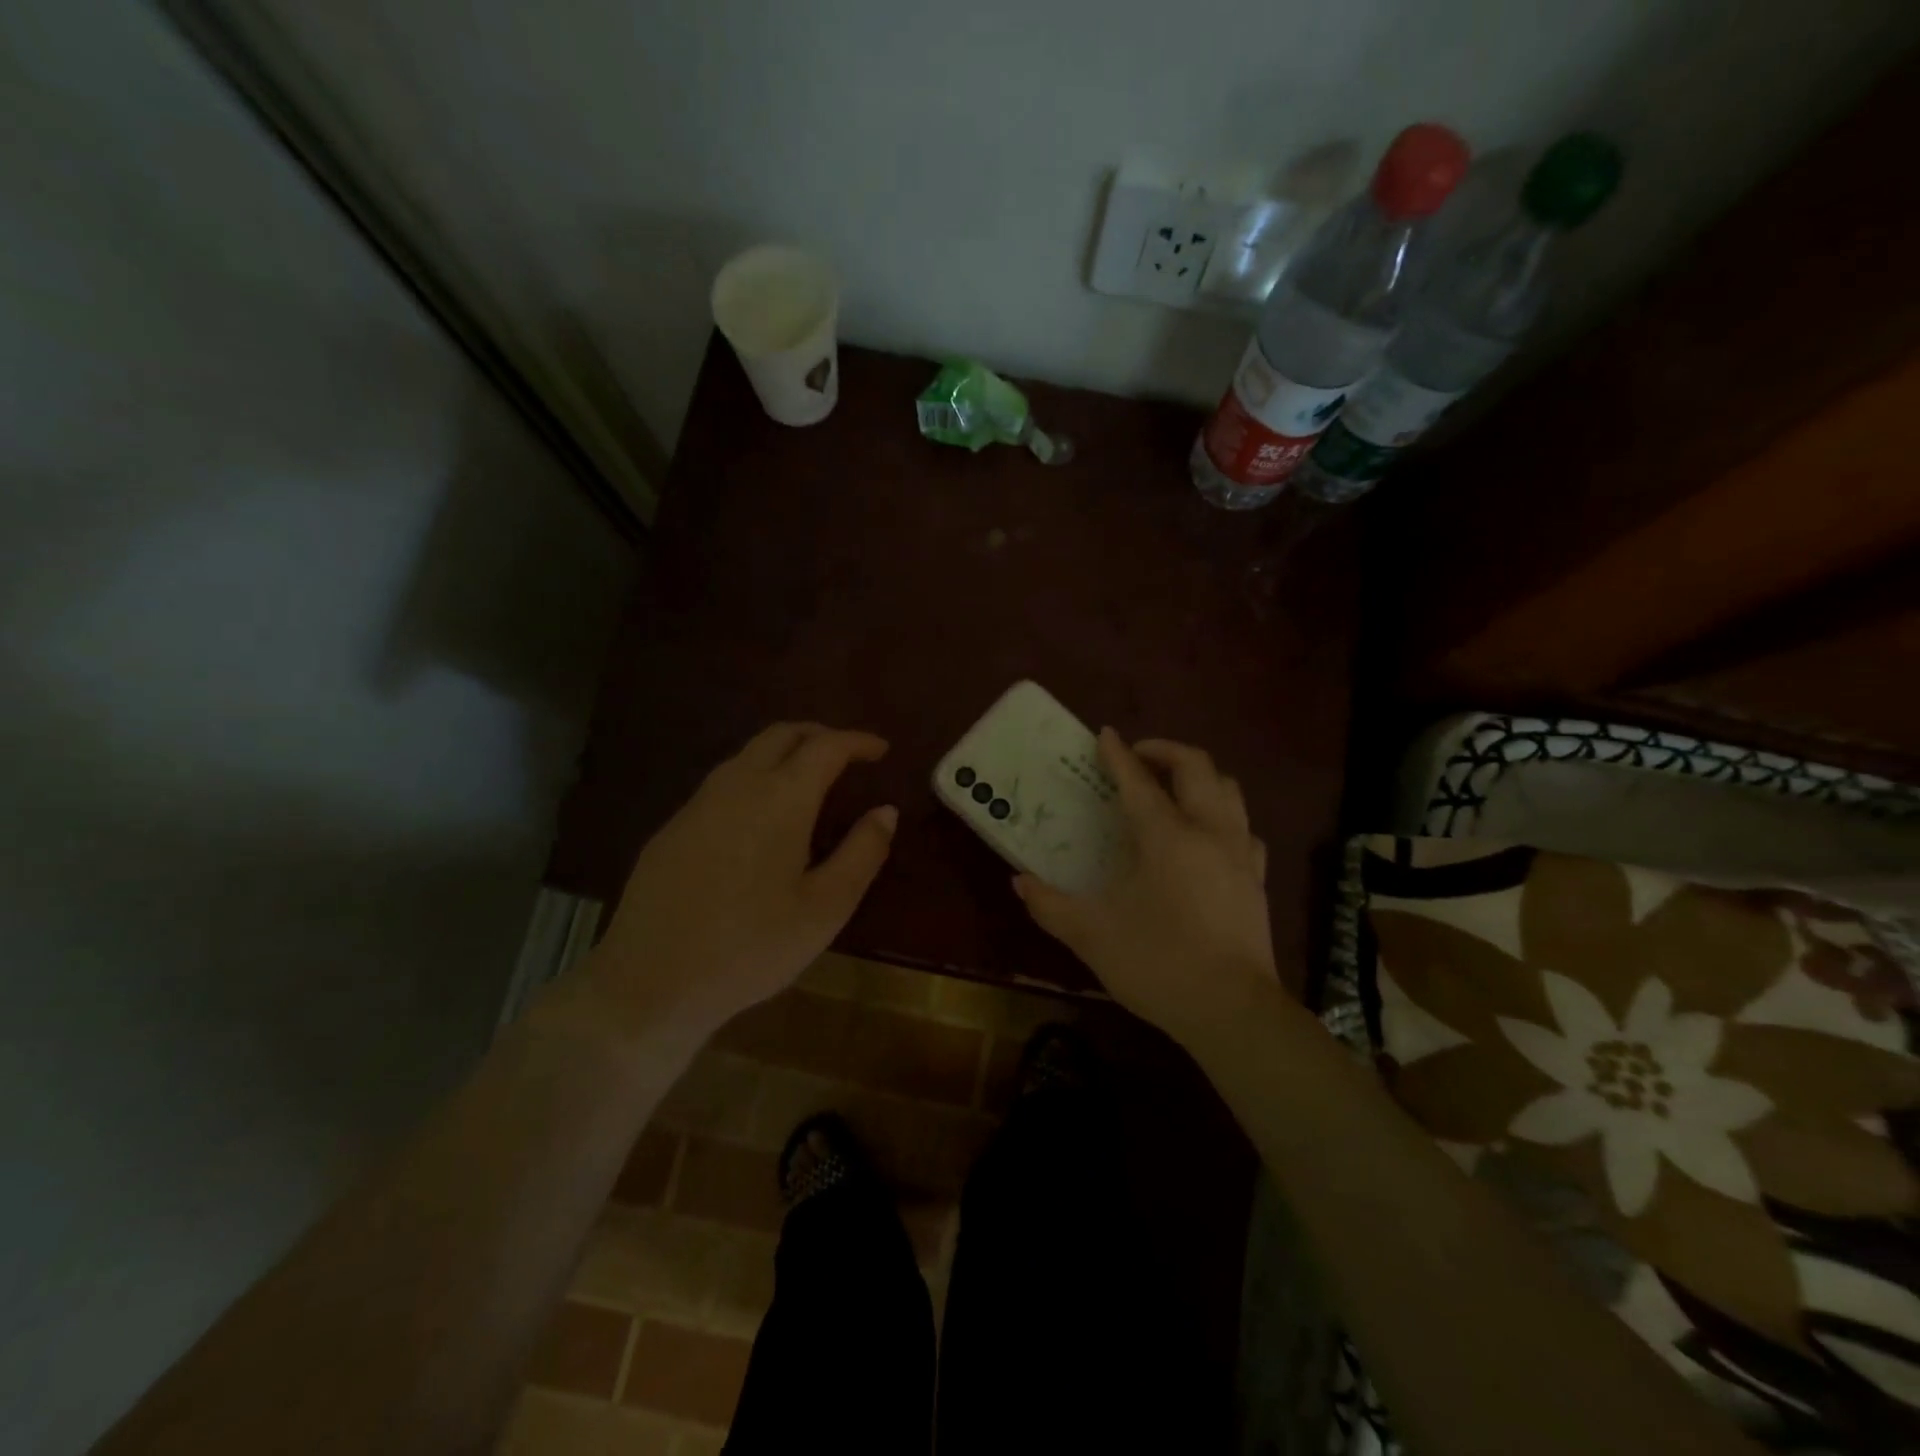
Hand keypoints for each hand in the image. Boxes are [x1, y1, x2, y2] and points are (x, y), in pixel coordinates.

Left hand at [586, 723, 896, 1039]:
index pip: (826, 746)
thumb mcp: (825, 908)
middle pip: (781, 735)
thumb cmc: (751, 947)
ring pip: (747, 755)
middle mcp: (737, 785)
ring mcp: (698, 804)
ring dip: (784, 753)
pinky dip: (755, 779)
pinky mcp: (673, 827)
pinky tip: (761, 818)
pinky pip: (723, 783)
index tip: (881, 749)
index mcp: (781, 798)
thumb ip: (862, 852)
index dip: (858, 741)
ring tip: (809, 781)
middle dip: (820, 734)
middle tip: (848, 755)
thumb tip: (886, 811)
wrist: (650, 982)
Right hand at [1014, 730, 1275, 1045]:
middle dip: (1165, 750)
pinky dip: (1221, 813)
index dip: (1118, 755)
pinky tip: (1206, 834)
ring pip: (1228, 789)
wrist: (1231, 1011)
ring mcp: (1239, 852)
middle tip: (1138, 757)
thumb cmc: (1158, 964)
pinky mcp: (1256, 878)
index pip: (1138, 781)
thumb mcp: (1092, 935)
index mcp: (1166, 837)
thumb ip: (1050, 905)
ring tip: (1172, 786)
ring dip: (1198, 775)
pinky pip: (1243, 826)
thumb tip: (1019, 882)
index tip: (1104, 735)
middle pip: (1196, 767)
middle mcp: (1208, 831)